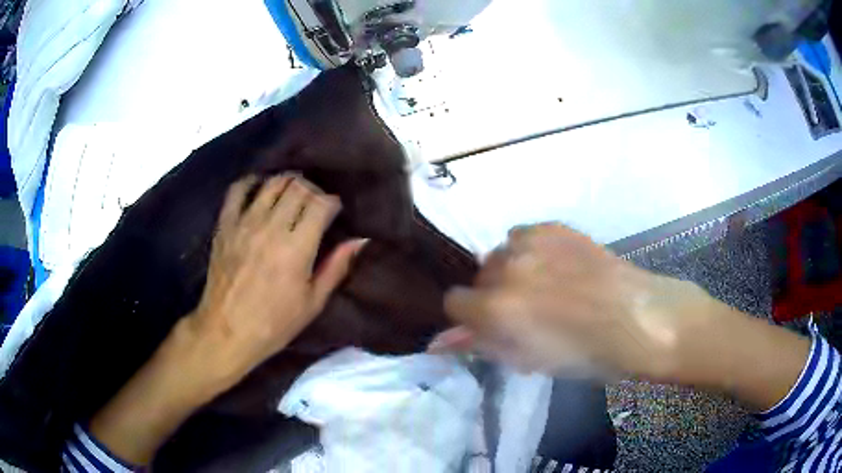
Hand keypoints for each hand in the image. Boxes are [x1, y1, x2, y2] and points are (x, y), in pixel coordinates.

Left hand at [186, 174, 366, 387]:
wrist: (227, 331)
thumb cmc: (274, 323)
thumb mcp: (313, 303)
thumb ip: (336, 267)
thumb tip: (360, 240)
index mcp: (297, 248)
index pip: (321, 204)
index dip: (332, 201)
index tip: (334, 211)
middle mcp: (272, 227)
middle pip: (299, 187)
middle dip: (313, 190)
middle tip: (314, 203)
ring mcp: (245, 223)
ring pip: (272, 183)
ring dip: (288, 182)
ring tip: (292, 194)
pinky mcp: (225, 224)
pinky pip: (238, 189)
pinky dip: (252, 182)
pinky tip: (260, 190)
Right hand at [436, 224, 734, 380]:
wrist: (639, 319)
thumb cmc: (587, 355)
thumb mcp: (529, 361)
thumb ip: (481, 346)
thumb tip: (437, 343)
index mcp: (498, 308)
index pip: (454, 303)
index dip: (472, 319)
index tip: (493, 327)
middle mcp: (507, 268)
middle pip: (478, 278)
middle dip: (494, 296)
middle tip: (526, 312)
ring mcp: (531, 242)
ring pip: (500, 255)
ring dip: (512, 272)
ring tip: (546, 286)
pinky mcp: (553, 226)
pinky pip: (522, 236)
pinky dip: (530, 252)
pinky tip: (557, 266)